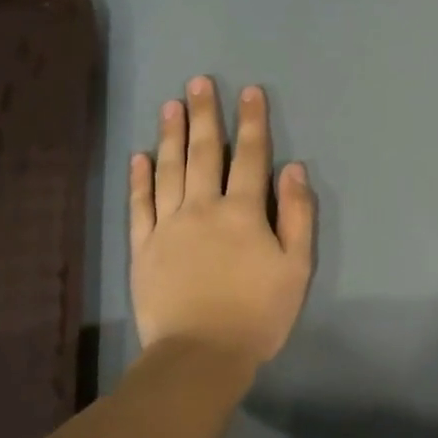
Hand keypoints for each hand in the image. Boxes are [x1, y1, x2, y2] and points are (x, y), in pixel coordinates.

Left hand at [129, 78, 314, 364]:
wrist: (201, 354)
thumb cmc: (258, 314)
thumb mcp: (296, 268)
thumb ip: (298, 216)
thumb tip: (294, 170)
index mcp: (244, 213)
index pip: (251, 157)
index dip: (253, 123)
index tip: (250, 92)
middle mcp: (203, 208)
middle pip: (205, 153)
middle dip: (205, 116)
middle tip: (198, 83)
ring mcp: (168, 226)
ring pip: (169, 170)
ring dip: (171, 136)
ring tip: (170, 106)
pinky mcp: (143, 248)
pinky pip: (140, 205)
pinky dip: (140, 179)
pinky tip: (140, 157)